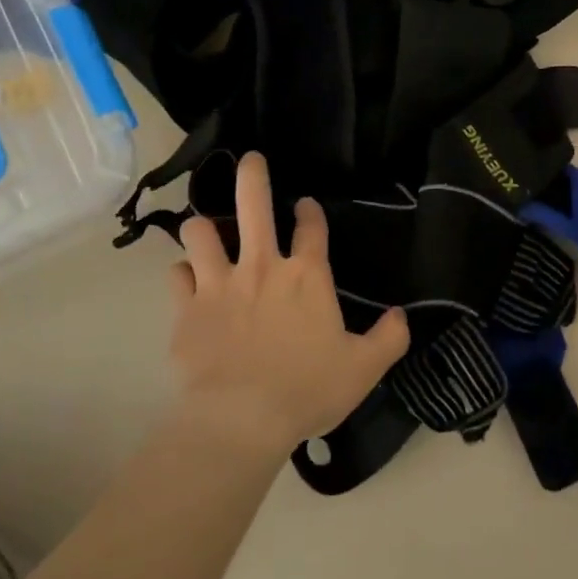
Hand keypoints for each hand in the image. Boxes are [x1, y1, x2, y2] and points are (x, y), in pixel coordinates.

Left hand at [168, 152, 408, 457]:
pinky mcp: (187, 309)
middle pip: (253, 205)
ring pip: (201, 232)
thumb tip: (401, 315)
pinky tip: (187, 279)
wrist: (241, 418)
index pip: (312, 228)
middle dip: (252, 176)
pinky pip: (177, 276)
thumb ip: (389, 337)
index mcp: (306, 276)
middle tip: (250, 160)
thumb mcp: (364, 367)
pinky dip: (182, 274)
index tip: (306, 205)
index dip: (310, 212)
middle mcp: (262, 267)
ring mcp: (219, 284)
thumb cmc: (308, 389)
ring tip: (205, 228)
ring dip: (203, 227)